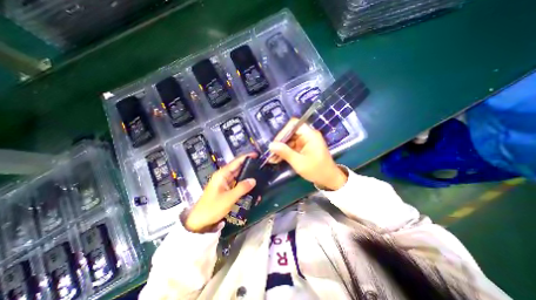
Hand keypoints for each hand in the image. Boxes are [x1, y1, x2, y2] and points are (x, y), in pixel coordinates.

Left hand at [186, 154, 258, 232]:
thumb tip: (254, 180)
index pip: (236, 162)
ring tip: (258, 173)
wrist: (199, 221)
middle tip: (260, 165)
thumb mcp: (229, 198)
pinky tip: (251, 185)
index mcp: (222, 174)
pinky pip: (237, 183)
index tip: (256, 155)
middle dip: (248, 165)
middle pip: (237, 168)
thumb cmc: (212, 208)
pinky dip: (244, 183)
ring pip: (238, 176)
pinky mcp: (226, 189)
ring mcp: (224, 183)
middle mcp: (223, 176)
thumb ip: (242, 188)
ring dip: (247, 174)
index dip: (246, 157)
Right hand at [267, 118, 347, 190]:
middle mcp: (308, 135)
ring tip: (271, 158)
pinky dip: (285, 152)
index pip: (294, 124)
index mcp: (310, 135)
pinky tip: (277, 159)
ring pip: (290, 140)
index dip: (283, 131)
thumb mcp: (299, 162)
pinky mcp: (304, 147)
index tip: (275, 143)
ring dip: (281, 149)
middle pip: (290, 133)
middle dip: (280, 143)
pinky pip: (292, 147)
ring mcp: (306, 141)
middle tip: (270, 152)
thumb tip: (270, 145)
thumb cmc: (316, 170)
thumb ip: (284, 152)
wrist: (329, 179)